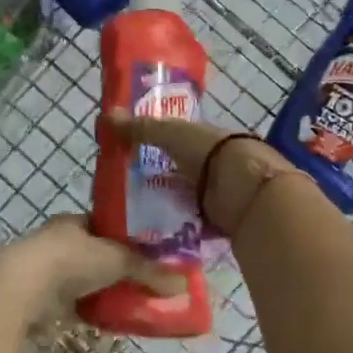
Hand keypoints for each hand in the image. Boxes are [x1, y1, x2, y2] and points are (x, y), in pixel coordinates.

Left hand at [0, 214, 184, 319]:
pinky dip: (94, 311)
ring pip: (87, 281)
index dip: (128, 237)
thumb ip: (150, 271)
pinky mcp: (43, 301)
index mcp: (75, 222)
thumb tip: (184, 283)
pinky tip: (113, 320)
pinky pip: (77, 305)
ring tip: (135, 302)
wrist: (23, 289)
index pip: (106, 225)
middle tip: (147, 281)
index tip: (150, 251)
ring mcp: (49, 272)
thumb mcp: (119, 260)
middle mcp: (60, 242)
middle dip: (118, 267)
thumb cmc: (72, 260)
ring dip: (106, 290)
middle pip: (97, 254)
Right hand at [101, 109, 294, 235]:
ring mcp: (219, 196)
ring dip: (166, 208)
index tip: (129, 159)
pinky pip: (193, 226)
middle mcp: (214, 166)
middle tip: (124, 194)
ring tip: (131, 219)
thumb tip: (104, 116)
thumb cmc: (211, 153)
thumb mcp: (171, 134)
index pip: (178, 141)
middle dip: (158, 182)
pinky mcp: (220, 222)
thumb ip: (142, 128)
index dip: (156, 147)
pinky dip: (177, 230)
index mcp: (206, 139)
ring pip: (185, 200)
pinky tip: (153, 236)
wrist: (247, 191)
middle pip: (180, 173)